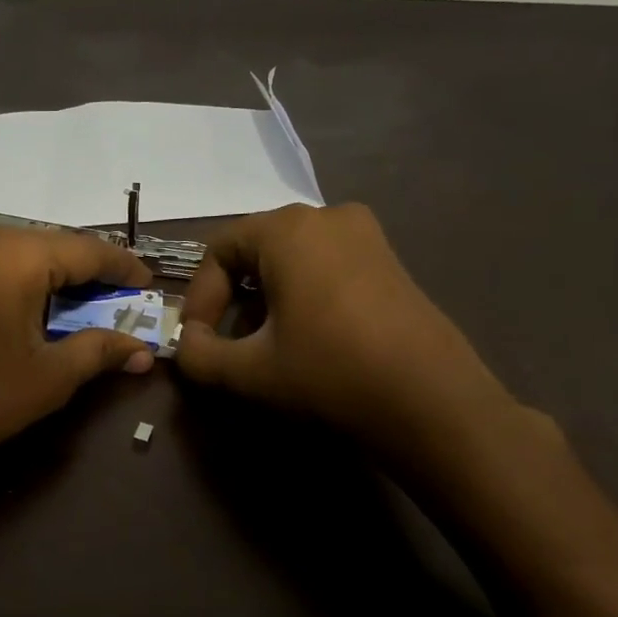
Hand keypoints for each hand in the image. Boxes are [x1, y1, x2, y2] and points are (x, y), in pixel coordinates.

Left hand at [0, 224, 154, 483]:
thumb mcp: (49, 377)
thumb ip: (100, 351)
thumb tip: (144, 351)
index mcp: (17, 255)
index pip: (87, 250)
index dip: (123, 269)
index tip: (147, 285)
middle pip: (55, 244)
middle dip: (90, 271)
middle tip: (120, 298)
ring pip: (24, 251)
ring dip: (56, 274)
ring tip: (84, 302)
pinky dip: (24, 278)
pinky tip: (37, 304)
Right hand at [173, 203, 513, 455]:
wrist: (430, 400)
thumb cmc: (328, 373)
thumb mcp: (247, 371)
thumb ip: (198, 356)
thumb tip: (187, 345)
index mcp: (287, 229)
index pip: (219, 249)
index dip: (199, 297)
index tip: (198, 340)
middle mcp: (327, 216)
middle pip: (255, 250)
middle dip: (231, 298)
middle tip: (228, 343)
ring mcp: (366, 235)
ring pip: (291, 259)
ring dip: (265, 298)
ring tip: (264, 344)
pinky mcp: (389, 260)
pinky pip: (325, 265)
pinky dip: (301, 294)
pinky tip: (306, 336)